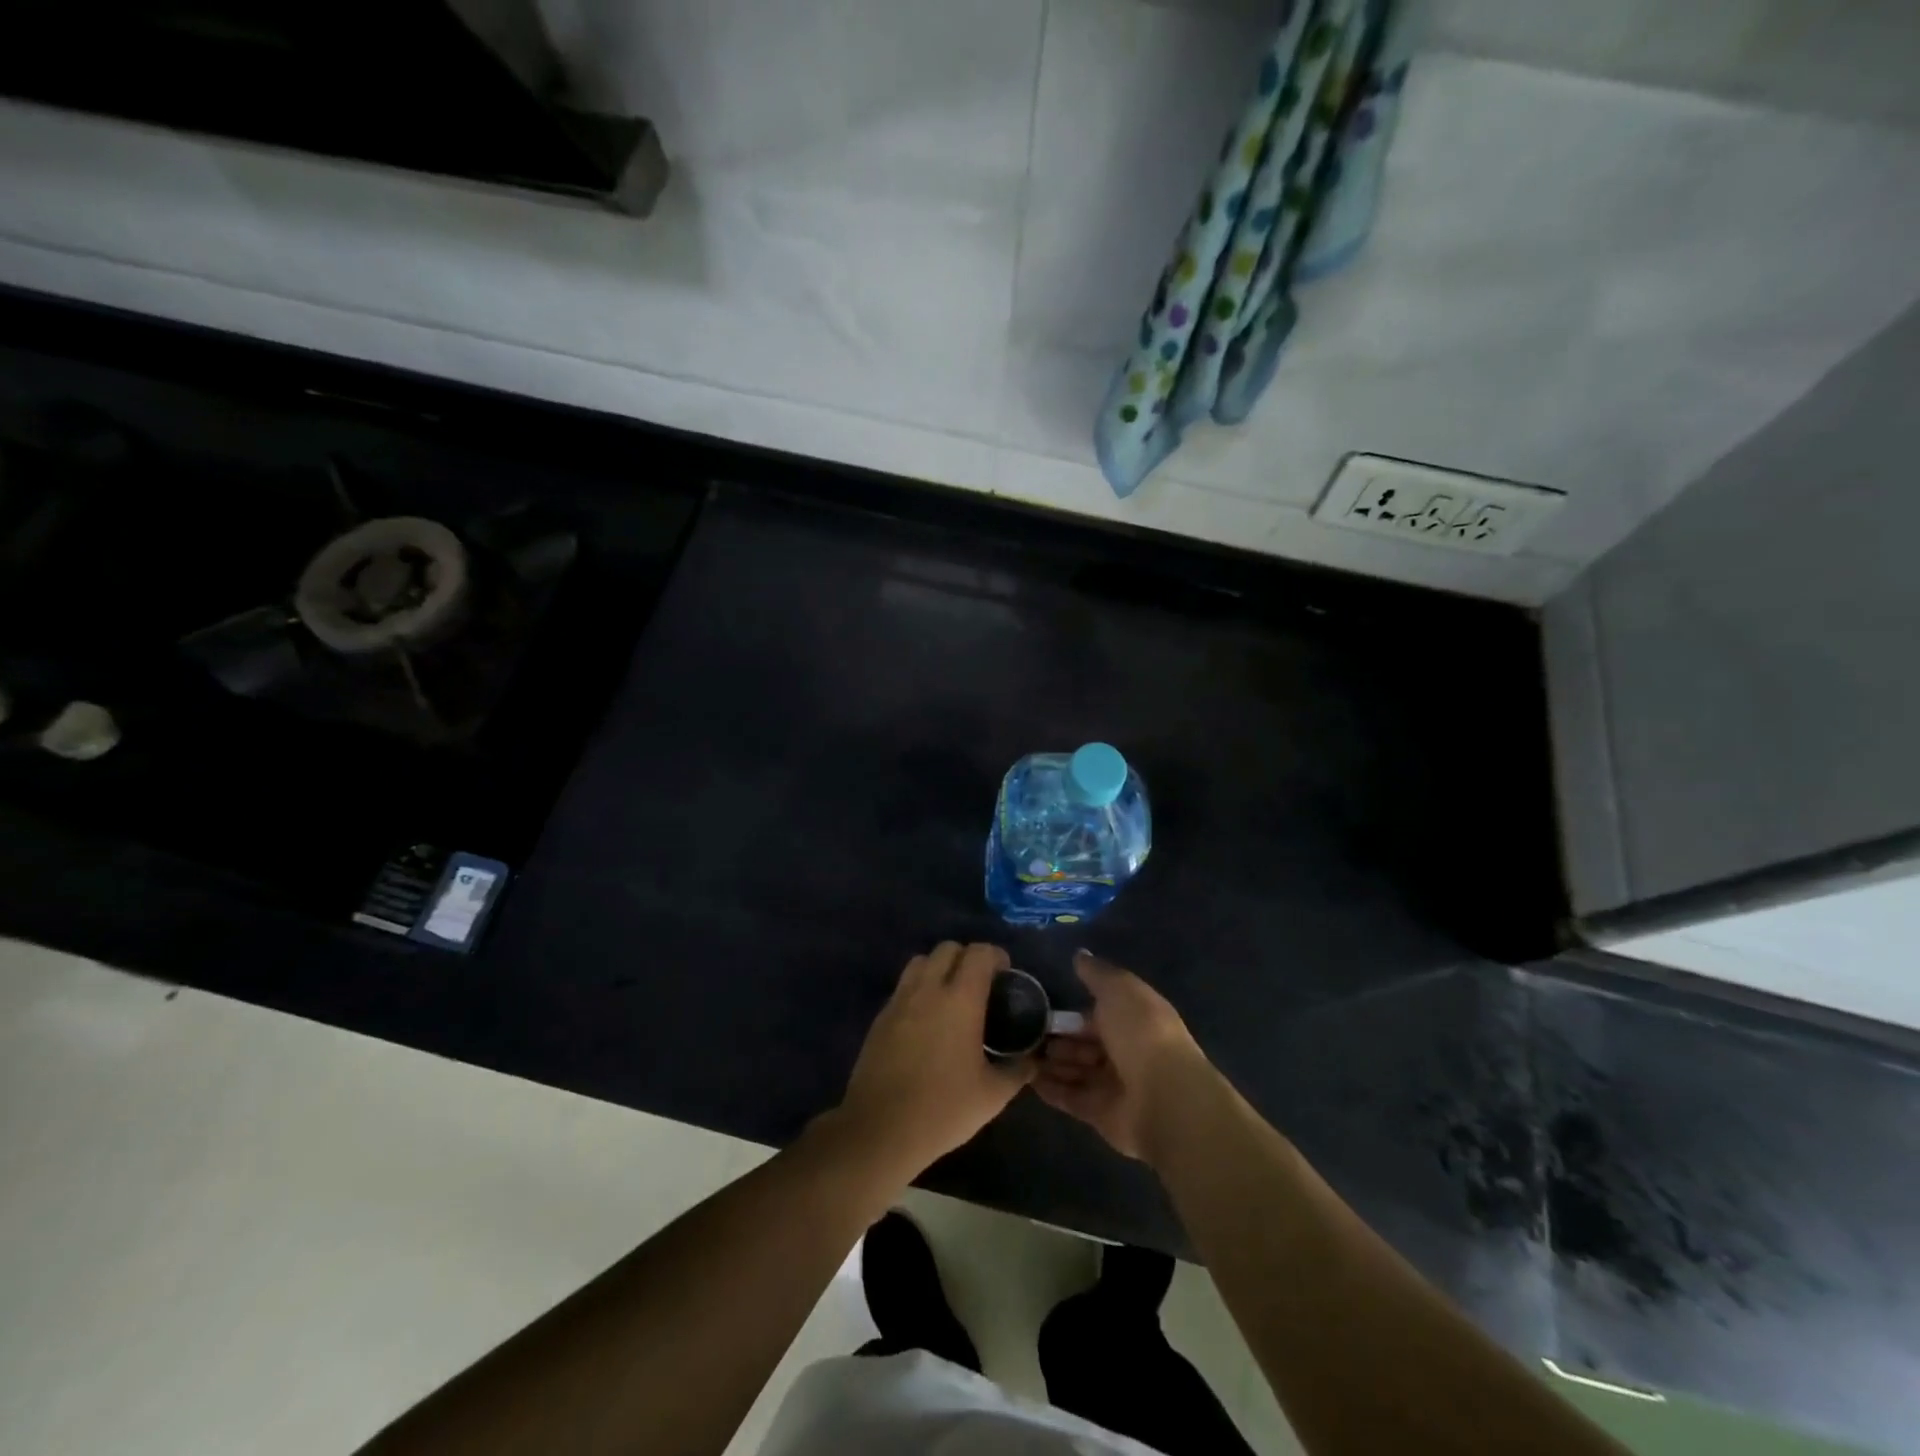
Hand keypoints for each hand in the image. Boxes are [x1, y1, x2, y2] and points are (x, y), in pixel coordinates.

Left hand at [834, 942, 1033, 1177]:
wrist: (880, 1129)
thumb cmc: (943, 1108)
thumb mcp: (993, 1095)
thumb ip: (1018, 1070)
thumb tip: (1034, 1059)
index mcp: (960, 999)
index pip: (979, 953)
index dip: (996, 956)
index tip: (1005, 975)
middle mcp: (928, 989)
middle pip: (947, 949)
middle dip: (967, 957)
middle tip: (980, 985)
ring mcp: (899, 1000)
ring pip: (920, 961)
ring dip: (939, 967)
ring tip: (951, 996)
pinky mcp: (880, 1017)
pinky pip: (903, 986)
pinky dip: (919, 989)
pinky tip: (927, 1021)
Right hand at [1035, 949, 1213, 1161]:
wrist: (1164, 1097)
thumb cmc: (1141, 1034)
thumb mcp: (1119, 990)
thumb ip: (1096, 973)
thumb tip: (1079, 954)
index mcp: (1133, 1019)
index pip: (1097, 1013)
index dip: (1071, 1011)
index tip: (1039, 1006)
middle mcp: (1124, 1051)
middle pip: (1083, 1043)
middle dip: (1056, 1038)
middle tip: (1021, 1032)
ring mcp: (1112, 1084)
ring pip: (1074, 1070)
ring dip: (1049, 1062)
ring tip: (1017, 1052)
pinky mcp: (1100, 1114)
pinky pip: (1069, 1097)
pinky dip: (1050, 1088)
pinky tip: (1026, 1077)